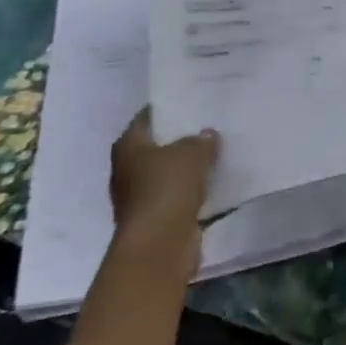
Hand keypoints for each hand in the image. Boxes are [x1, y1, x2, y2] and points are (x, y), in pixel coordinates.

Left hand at [109, 109, 218, 265]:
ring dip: (188, 167)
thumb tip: (207, 135)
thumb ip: (201, 140)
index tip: (192, 101)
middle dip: (181, 138)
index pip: (147, 118)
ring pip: (169, 172)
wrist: (159, 243)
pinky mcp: (157, 217)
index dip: (169, 108)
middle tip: (210, 125)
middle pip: (157, 146)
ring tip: (217, 152)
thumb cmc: (167, 188)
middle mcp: (128, 169)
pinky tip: (215, 182)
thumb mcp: (191, 153)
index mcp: (129, 146)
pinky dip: (193, 190)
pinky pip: (178, 195)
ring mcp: (141, 196)